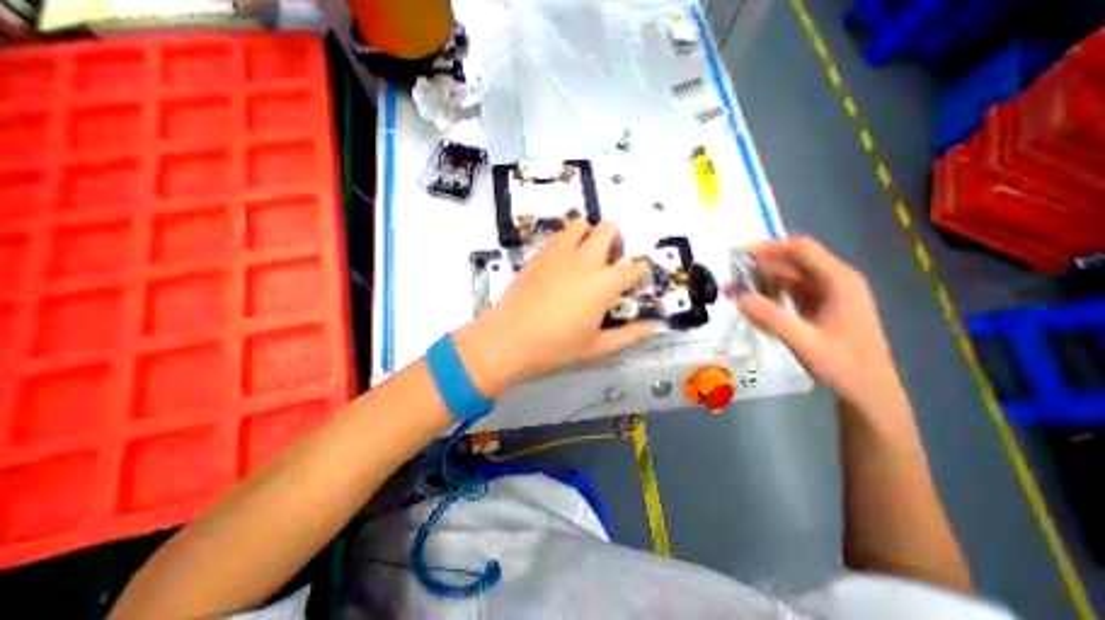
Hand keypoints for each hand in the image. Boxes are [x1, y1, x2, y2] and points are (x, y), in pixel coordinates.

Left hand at [454, 220, 647, 399]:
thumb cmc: (556, 346)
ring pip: (581, 224)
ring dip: (589, 235)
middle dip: (616, 242)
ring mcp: (560, 253)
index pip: (634, 267)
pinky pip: (558, 234)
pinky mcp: (540, 253)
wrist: (509, 338)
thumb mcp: (597, 347)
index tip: (634, 280)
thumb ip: (628, 335)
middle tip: (609, 263)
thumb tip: (651, 327)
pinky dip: (567, 240)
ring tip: (585, 257)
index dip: (639, 272)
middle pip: (609, 230)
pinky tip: (562, 261)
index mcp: (605, 283)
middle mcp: (586, 260)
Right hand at [731, 237, 906, 411]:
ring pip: (792, 276)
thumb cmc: (843, 365)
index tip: (742, 254)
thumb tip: (738, 297)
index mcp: (839, 281)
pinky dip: (774, 292)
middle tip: (734, 275)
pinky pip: (793, 290)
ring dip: (765, 279)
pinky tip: (757, 302)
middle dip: (763, 265)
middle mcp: (836, 281)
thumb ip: (771, 318)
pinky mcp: (822, 306)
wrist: (869, 391)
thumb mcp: (804, 342)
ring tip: (739, 289)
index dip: (771, 248)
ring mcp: (830, 294)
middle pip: (795, 261)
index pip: (802, 250)